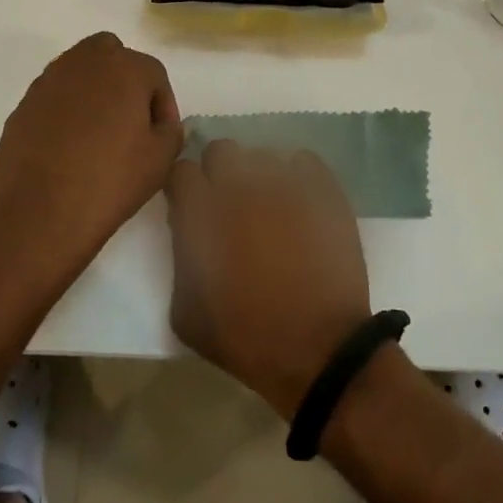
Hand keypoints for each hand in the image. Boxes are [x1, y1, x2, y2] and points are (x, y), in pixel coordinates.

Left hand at [0, 32, 181, 255]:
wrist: (41, 212)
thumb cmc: (111, 180)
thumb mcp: (161, 159)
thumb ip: (171, 131)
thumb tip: (162, 124)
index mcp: (125, 68)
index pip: (154, 74)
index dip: (164, 105)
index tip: (161, 136)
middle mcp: (85, 63)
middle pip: (112, 54)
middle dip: (124, 79)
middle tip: (129, 118)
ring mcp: (49, 82)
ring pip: (79, 71)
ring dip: (93, 91)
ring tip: (98, 133)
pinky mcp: (24, 105)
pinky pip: (54, 97)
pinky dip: (66, 110)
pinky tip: (69, 146)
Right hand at [165, 141, 372, 418]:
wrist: (320, 350)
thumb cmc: (247, 338)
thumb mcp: (186, 312)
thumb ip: (179, 258)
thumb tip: (186, 229)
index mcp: (204, 213)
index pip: (181, 172)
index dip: (184, 190)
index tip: (191, 207)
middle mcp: (242, 186)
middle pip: (221, 151)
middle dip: (218, 173)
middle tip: (229, 204)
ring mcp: (286, 183)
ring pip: (263, 156)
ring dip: (258, 177)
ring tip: (269, 208)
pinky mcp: (324, 189)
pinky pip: (304, 162)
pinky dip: (297, 176)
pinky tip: (299, 204)